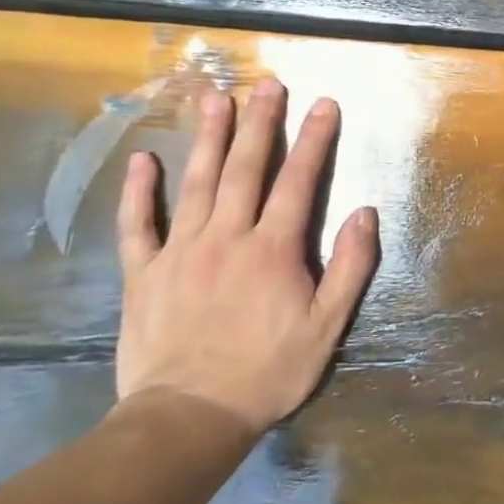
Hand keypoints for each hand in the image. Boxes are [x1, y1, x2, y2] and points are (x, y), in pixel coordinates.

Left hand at [114, 78, 378, 437]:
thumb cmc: (267, 371)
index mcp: (273, 249)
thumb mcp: (327, 326)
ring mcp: (180, 252)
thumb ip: (350, 265)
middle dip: (260, 122)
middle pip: (245, 168)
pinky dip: (138, 191)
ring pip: (196, 183)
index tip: (324, 104)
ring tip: (214, 98)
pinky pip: (138, 225)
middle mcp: (227, 237)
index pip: (298, 180)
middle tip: (268, 84)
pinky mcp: (143, 274)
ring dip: (207, 138)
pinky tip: (142, 160)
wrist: (188, 419)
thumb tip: (365, 211)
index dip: (314, 139)